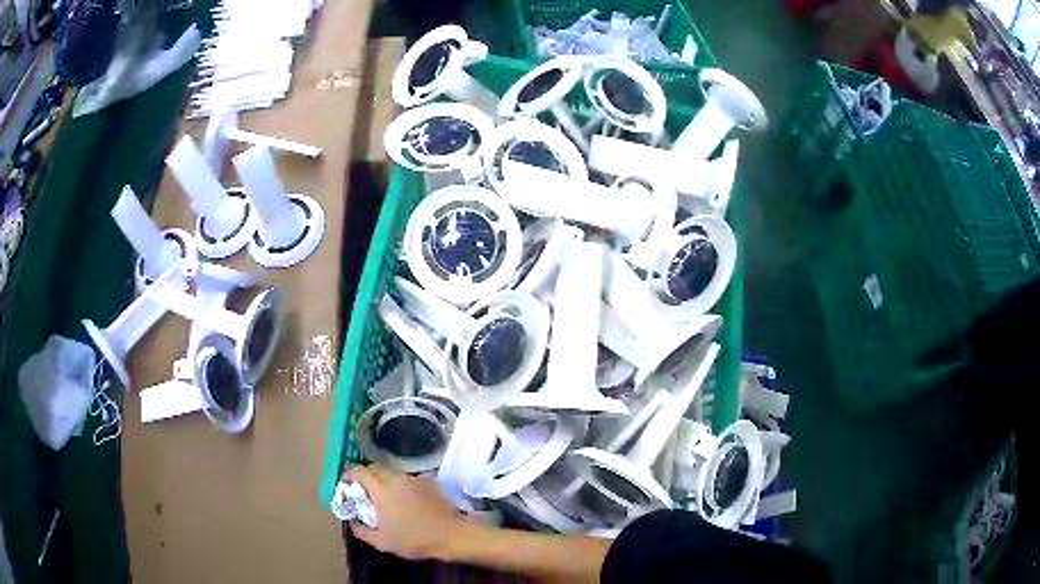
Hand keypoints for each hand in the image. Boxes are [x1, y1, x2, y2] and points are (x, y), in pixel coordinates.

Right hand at [343, 465, 468, 559]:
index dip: (350, 473)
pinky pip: (409, 479)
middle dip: (366, 475)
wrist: (450, 534)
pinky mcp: (429, 482)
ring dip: (385, 480)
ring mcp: (414, 479)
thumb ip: (361, 531)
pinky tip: (406, 498)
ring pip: (393, 473)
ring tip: (385, 495)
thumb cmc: (413, 539)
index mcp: (381, 489)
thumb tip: (351, 522)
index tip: (346, 481)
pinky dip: (402, 485)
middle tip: (364, 489)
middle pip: (376, 468)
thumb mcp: (382, 542)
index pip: (360, 471)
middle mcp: (396, 478)